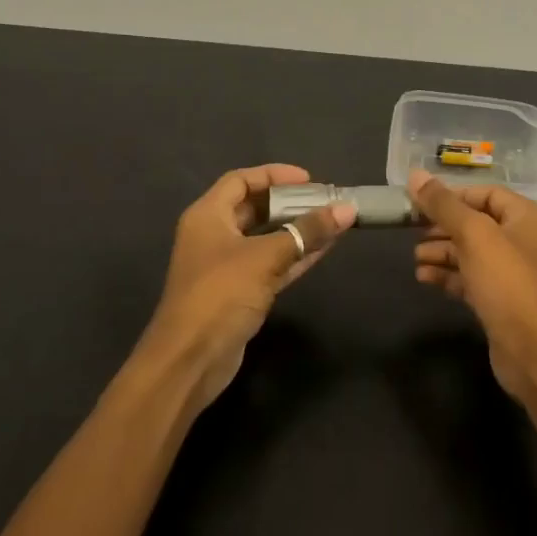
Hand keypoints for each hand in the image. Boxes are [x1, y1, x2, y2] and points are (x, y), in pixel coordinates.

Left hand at [146, 165, 354, 412]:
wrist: (190, 360)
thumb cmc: (220, 295)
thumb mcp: (265, 258)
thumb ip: (307, 232)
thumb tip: (347, 209)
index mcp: (207, 216)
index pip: (241, 180)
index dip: (274, 175)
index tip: (309, 179)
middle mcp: (213, 235)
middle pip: (254, 208)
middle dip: (290, 203)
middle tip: (325, 201)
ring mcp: (226, 266)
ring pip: (266, 238)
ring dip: (297, 230)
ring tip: (333, 222)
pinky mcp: (239, 293)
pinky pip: (271, 265)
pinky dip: (295, 256)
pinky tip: (325, 248)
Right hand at [408, 169, 536, 403]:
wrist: (535, 352)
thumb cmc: (508, 282)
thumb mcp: (474, 235)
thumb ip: (444, 205)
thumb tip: (415, 174)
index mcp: (529, 217)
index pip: (487, 193)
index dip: (453, 196)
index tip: (420, 203)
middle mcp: (525, 241)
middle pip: (478, 223)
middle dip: (443, 226)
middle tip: (412, 232)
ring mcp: (515, 274)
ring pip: (472, 253)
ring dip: (442, 252)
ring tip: (415, 258)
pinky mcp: (503, 302)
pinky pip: (472, 279)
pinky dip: (449, 275)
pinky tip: (424, 278)